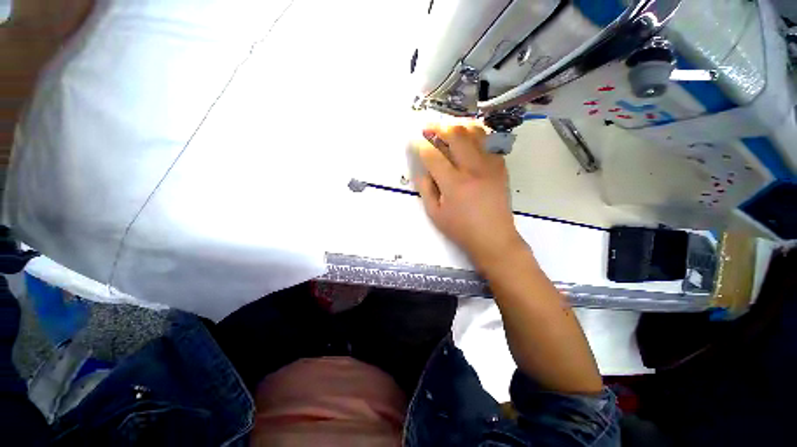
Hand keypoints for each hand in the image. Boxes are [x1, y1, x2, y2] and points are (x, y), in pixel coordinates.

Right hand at [415, 122, 524, 269]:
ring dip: (458, 126)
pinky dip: (475, 135)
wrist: (494, 237)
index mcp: (453, 184)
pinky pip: (488, 142)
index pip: (433, 155)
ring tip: (447, 129)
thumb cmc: (461, 229)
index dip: (420, 144)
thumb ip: (426, 189)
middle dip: (438, 126)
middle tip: (428, 127)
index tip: (413, 140)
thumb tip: (421, 170)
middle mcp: (473, 169)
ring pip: (475, 132)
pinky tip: (467, 141)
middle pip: (455, 134)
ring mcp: (490, 165)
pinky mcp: (500, 166)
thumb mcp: (435, 214)